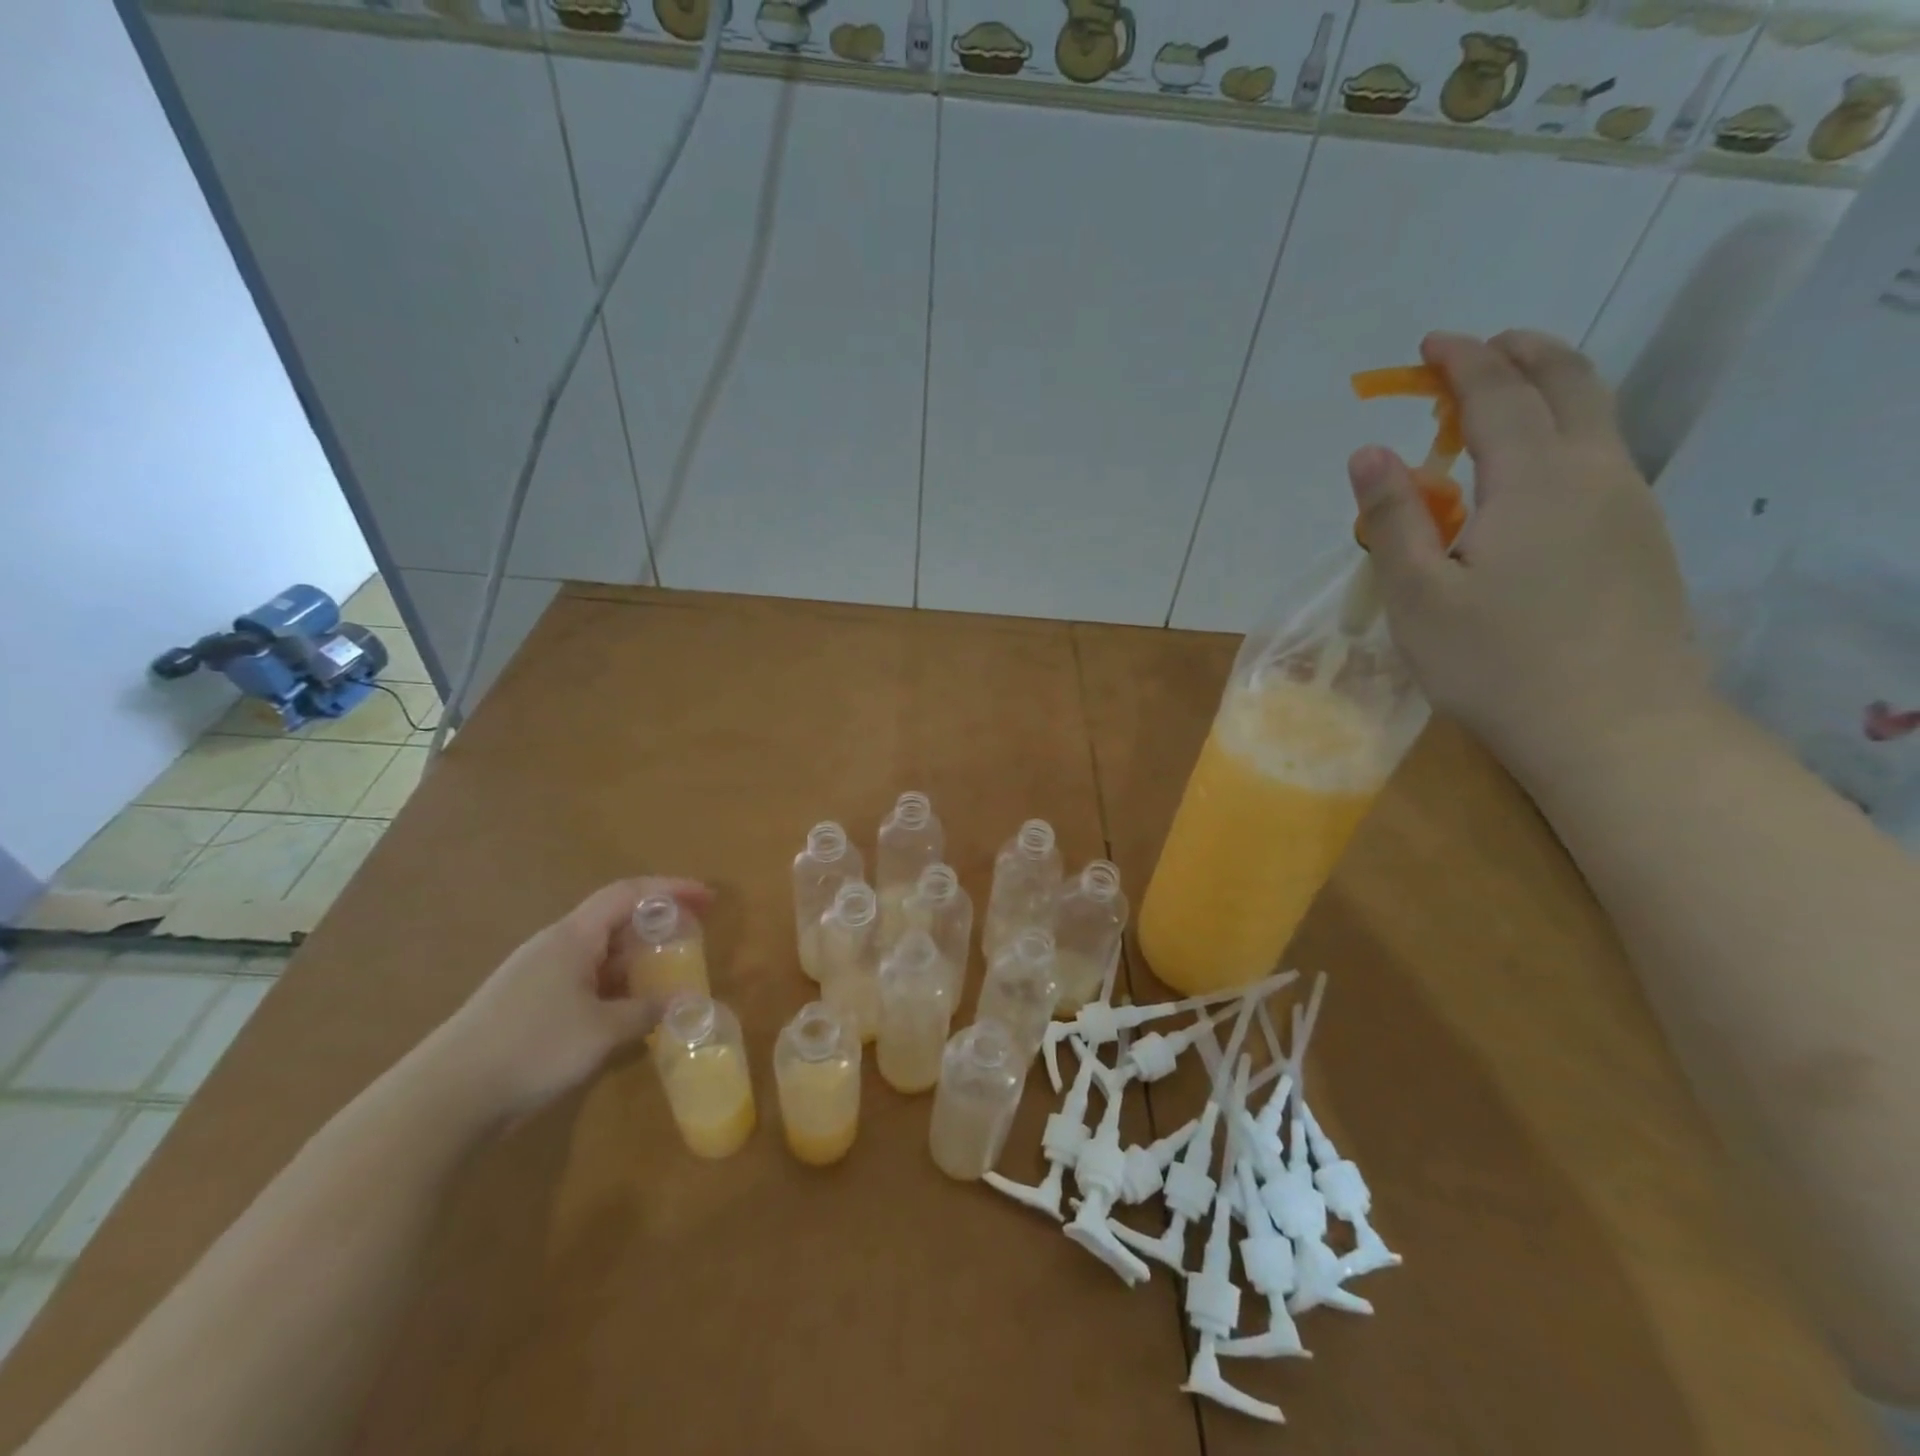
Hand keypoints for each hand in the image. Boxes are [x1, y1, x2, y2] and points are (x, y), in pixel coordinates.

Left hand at [424, 877, 712, 1124]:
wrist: (443, 1100)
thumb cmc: (531, 1048)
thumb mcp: (602, 1031)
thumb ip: (647, 1011)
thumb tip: (685, 1003)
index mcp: (573, 937)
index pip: (629, 893)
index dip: (672, 889)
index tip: (708, 898)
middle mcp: (555, 947)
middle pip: (615, 920)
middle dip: (658, 924)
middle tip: (694, 938)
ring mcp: (538, 977)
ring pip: (600, 954)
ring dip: (637, 959)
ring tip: (669, 976)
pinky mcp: (528, 1007)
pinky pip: (585, 982)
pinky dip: (616, 987)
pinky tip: (629, 1013)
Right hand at [1347, 330, 1706, 777]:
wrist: (1613, 727)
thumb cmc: (1495, 663)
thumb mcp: (1419, 595)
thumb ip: (1394, 518)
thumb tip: (1368, 452)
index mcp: (1535, 480)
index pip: (1498, 394)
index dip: (1463, 361)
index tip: (1431, 343)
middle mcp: (1595, 473)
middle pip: (1570, 382)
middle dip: (1521, 352)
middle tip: (1477, 350)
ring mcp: (1629, 505)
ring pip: (1596, 417)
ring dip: (1548, 390)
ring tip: (1499, 403)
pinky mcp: (1641, 540)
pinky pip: (1602, 458)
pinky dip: (1563, 434)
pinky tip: (1529, 475)